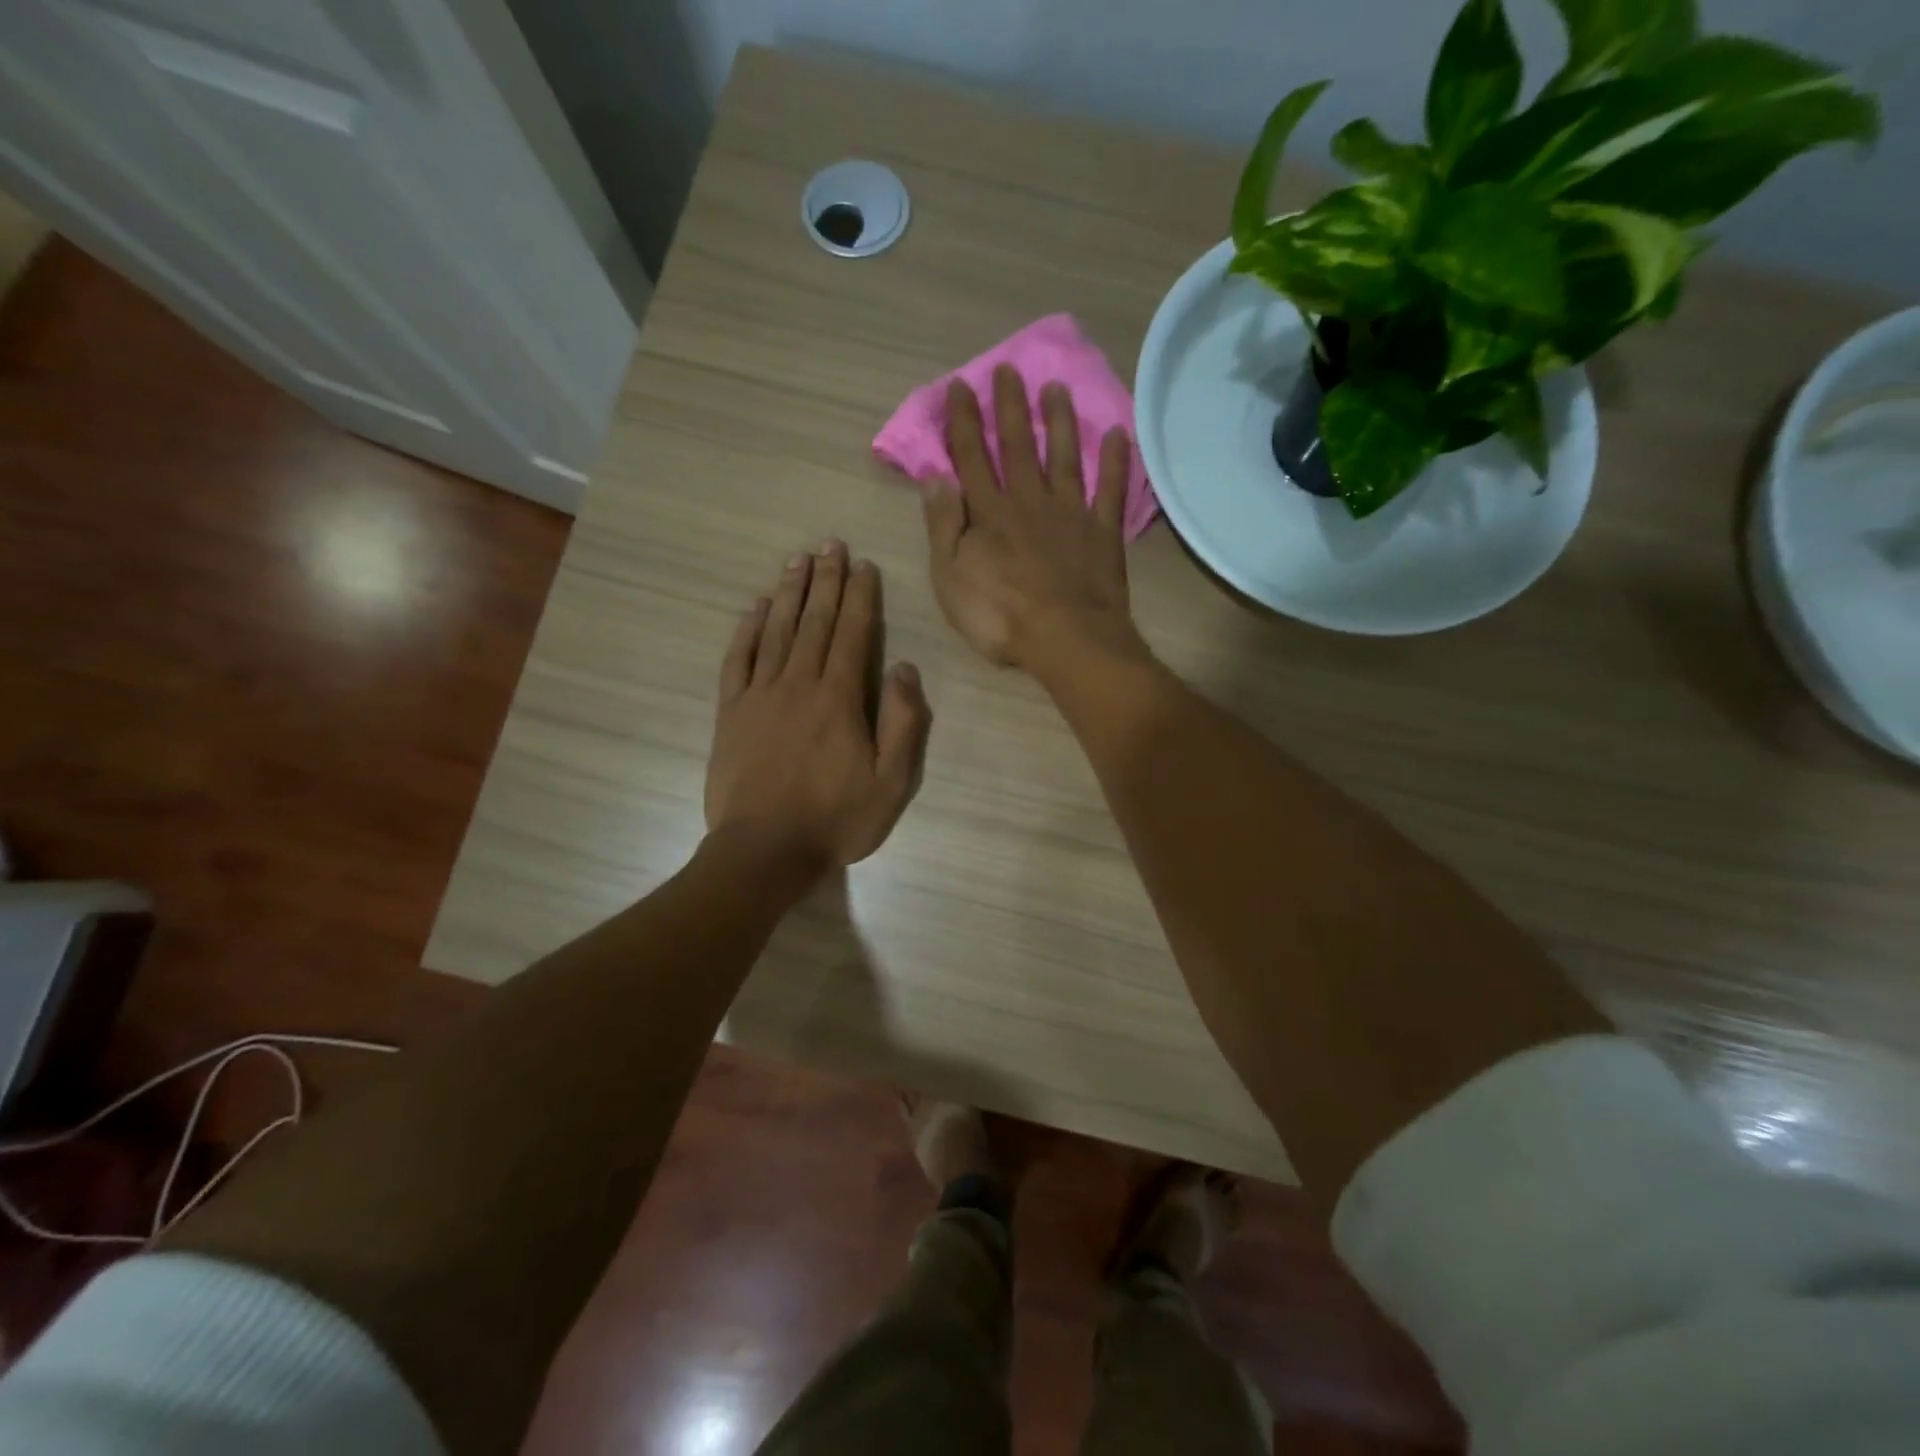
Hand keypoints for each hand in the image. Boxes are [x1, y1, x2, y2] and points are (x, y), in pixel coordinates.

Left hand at [706, 541, 931, 871]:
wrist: (764, 850)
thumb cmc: (835, 820)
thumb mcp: (891, 783)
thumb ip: (903, 723)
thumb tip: (903, 667)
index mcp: (839, 698)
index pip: (852, 633)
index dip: (859, 596)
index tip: (862, 565)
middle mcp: (798, 684)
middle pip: (814, 621)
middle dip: (825, 580)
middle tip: (830, 544)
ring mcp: (759, 695)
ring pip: (776, 631)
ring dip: (788, 593)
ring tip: (797, 561)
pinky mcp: (731, 712)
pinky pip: (738, 659)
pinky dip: (747, 630)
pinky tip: (754, 608)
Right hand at [921, 367, 1147, 678]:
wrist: (1066, 640)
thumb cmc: (999, 616)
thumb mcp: (951, 577)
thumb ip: (943, 525)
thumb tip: (934, 475)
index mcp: (989, 514)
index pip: (971, 457)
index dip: (964, 421)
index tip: (961, 386)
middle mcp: (1029, 502)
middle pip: (1017, 447)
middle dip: (1010, 407)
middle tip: (1008, 370)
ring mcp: (1070, 514)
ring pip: (1063, 458)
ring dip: (1058, 422)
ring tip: (1056, 388)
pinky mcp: (1103, 533)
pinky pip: (1110, 491)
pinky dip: (1115, 463)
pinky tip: (1118, 435)